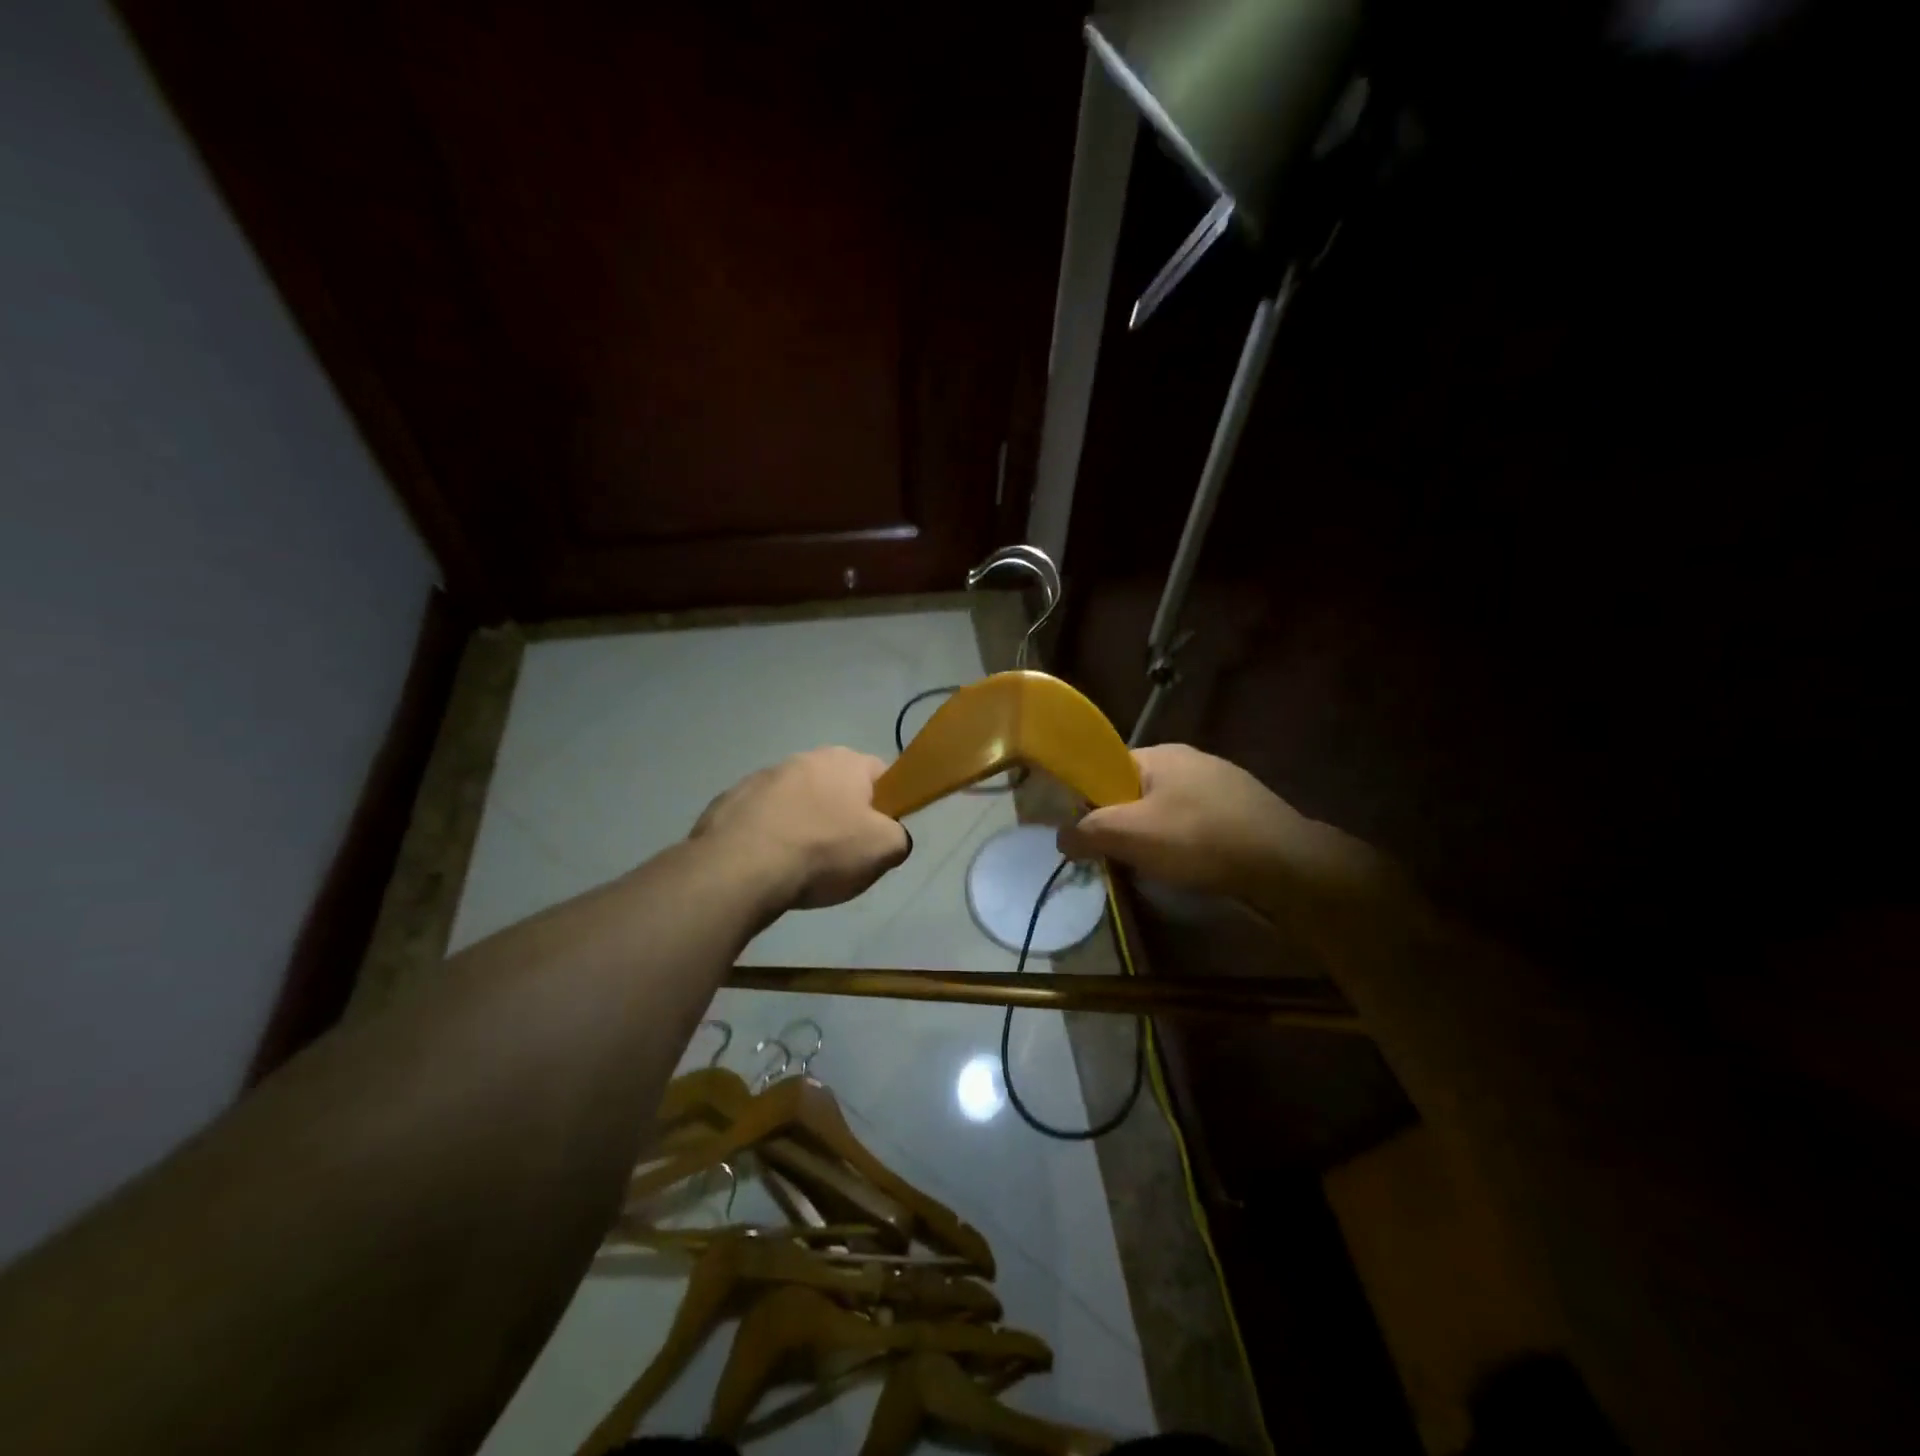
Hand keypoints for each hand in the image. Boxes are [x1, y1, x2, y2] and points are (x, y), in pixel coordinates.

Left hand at [691, 747, 909, 910]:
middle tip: (842, 853)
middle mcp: (804, 758)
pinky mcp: (729, 801)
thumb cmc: (823, 851)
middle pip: (835, 786)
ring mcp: (761, 777)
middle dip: (840, 814)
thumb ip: (899, 836)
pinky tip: (766, 865)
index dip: (887, 803)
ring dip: (800, 822)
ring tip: (799, 864)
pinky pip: (760, 818)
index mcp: (845, 761)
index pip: (880, 773)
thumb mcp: (885, 850)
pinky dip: (767, 836)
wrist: (739, 868)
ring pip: (795, 800)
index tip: (879, 833)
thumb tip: (890, 835)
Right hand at [1058, 744, 1389, 919]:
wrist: (1287, 865)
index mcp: (1160, 754)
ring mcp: (1222, 783)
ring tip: (1155, 867)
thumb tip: (1061, 837)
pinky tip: (1192, 867)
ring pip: (1168, 809)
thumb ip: (1088, 832)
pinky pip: (1198, 822)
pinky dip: (1187, 843)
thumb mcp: (1131, 835)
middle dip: (1124, 822)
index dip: (1090, 798)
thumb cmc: (1200, 840)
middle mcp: (1190, 760)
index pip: (1106, 767)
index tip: (1087, 833)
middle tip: (1119, 856)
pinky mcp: (1244, 809)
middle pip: (1137, 790)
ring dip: (1155, 836)